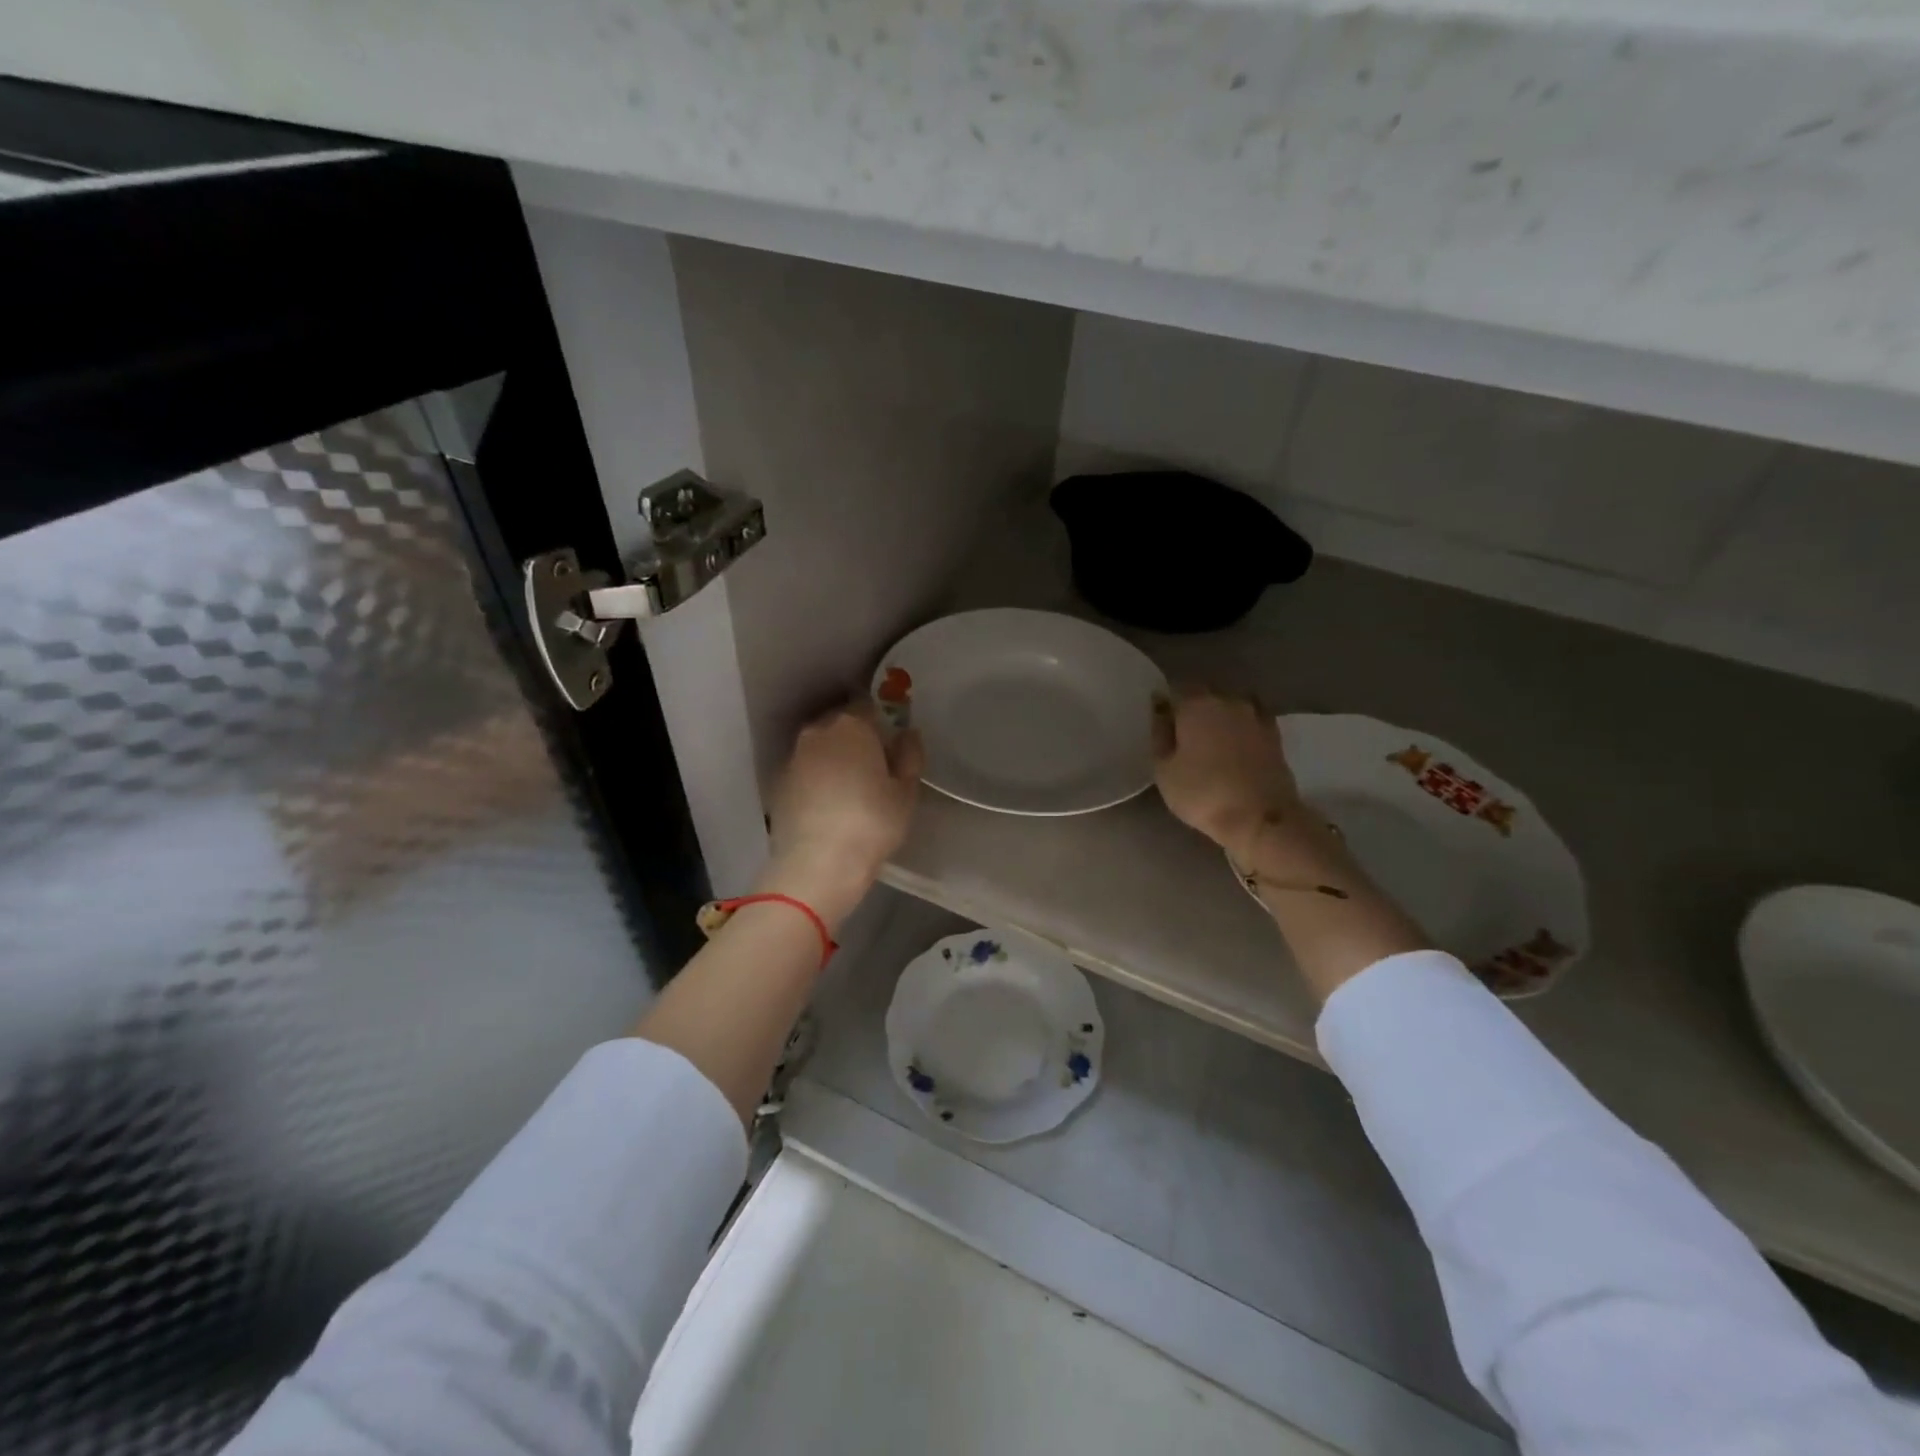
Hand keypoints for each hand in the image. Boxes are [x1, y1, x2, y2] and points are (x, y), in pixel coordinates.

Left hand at [759, 702, 923, 927]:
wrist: (817, 864)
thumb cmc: (872, 823)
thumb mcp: (906, 792)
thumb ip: (910, 756)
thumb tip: (908, 734)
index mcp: (852, 726)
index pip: (869, 709)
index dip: (882, 726)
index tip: (891, 749)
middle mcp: (818, 732)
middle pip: (841, 726)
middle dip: (857, 741)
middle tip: (874, 771)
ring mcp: (794, 758)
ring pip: (820, 749)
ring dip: (834, 761)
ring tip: (850, 791)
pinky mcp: (778, 784)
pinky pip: (805, 772)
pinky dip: (816, 781)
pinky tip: (828, 807)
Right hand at [1152, 688, 1300, 860]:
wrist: (1261, 818)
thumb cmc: (1202, 793)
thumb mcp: (1164, 769)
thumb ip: (1160, 733)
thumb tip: (1160, 707)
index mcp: (1196, 704)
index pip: (1176, 688)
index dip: (1167, 704)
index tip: (1162, 723)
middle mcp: (1227, 701)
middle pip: (1205, 695)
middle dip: (1194, 709)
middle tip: (1184, 736)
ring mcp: (1255, 716)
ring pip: (1230, 707)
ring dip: (1219, 718)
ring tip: (1211, 742)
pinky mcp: (1275, 735)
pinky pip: (1250, 722)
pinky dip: (1241, 729)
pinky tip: (1236, 745)